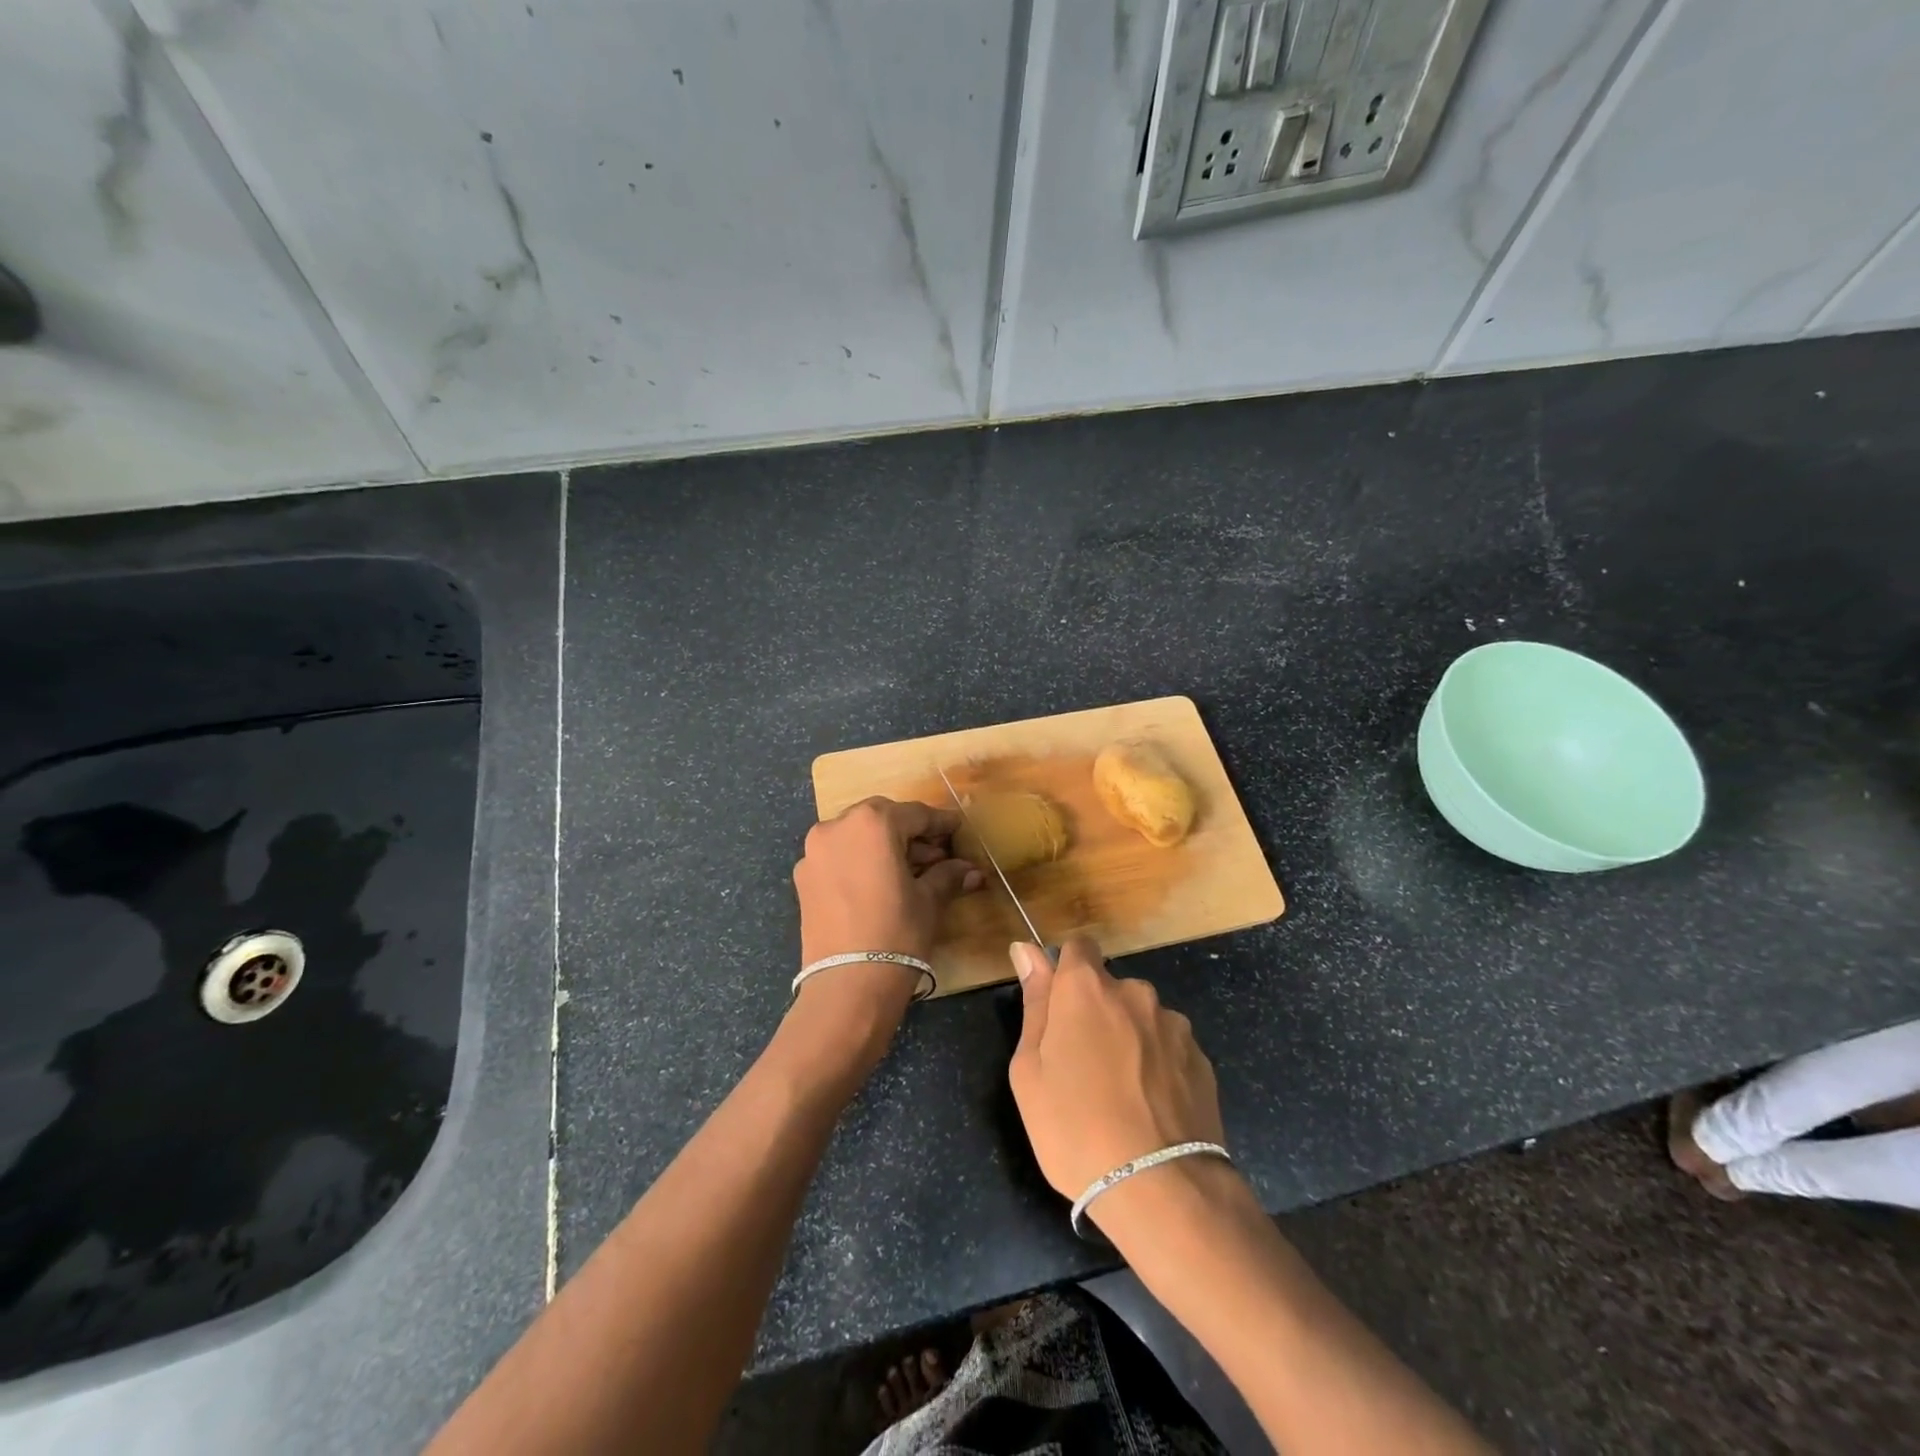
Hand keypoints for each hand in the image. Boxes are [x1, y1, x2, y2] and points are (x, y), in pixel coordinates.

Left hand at [782, 799, 981, 1079]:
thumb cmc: (897, 932)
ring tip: (910, 871)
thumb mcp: (929, 900)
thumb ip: (947, 875)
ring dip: (883, 846)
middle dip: (910, 833)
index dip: (940, 823)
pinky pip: (838, 857)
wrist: (848, 984)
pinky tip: (878, 884)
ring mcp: (814, 852)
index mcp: (872, 822)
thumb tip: (971, 870)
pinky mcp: (803, 877)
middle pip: (882, 818)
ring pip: (857, 835)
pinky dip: (859, 861)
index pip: (915, 814)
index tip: (957, 829)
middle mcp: (837, 826)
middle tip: (935, 854)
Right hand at [1007, 938, 1228, 1214]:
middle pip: (1109, 988)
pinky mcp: (1201, 1059)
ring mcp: (1173, 1025)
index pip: (1077, 947)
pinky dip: (1157, 1067)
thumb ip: (1034, 1002)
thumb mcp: (1029, 1069)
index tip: (1058, 1010)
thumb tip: (1027, 950)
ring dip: (1129, 1039)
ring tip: (1122, 1096)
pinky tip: (1151, 1110)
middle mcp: (1135, 992)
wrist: (1160, 1189)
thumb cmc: (1074, 1127)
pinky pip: (1168, 1049)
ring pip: (1141, 1019)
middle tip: (1082, 1068)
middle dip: (1096, 1013)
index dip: (1065, 972)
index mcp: (1087, 987)